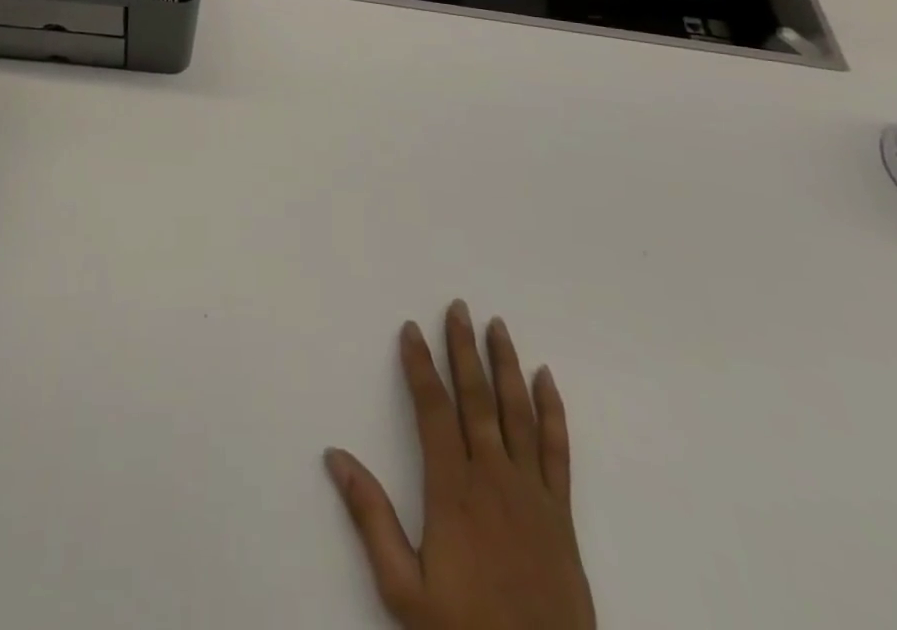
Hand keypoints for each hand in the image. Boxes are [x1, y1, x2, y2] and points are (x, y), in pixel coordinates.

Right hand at [325, 301, 594, 629]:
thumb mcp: (404, 590)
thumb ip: (370, 518)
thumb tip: (336, 457)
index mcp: (452, 489)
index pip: (432, 409)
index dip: (420, 365)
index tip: (410, 329)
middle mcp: (493, 477)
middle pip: (476, 398)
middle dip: (463, 349)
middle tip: (458, 307)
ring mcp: (531, 492)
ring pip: (517, 411)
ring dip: (505, 364)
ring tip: (497, 325)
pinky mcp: (561, 512)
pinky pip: (557, 450)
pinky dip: (552, 410)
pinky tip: (546, 378)